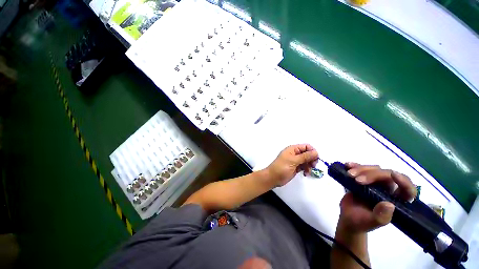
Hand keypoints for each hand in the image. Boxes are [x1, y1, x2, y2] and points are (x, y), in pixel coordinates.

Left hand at [265, 144, 318, 186]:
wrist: (273, 178)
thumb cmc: (281, 167)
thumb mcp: (293, 161)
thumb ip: (305, 156)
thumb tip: (316, 152)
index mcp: (293, 149)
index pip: (306, 147)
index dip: (312, 151)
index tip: (315, 159)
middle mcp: (295, 154)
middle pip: (308, 154)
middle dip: (312, 159)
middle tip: (312, 166)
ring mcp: (295, 161)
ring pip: (307, 161)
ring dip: (309, 166)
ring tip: (308, 171)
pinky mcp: (296, 167)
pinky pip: (304, 166)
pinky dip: (307, 169)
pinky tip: (305, 174)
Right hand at [337, 163, 416, 233]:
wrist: (348, 217)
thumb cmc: (361, 222)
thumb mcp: (370, 223)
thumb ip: (381, 216)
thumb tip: (390, 204)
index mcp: (395, 201)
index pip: (408, 189)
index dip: (404, 181)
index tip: (394, 175)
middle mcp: (389, 190)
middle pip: (387, 175)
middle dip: (372, 174)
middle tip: (356, 180)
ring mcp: (376, 183)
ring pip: (374, 169)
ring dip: (361, 169)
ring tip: (349, 175)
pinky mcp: (364, 179)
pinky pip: (362, 168)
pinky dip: (355, 165)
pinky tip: (347, 165)